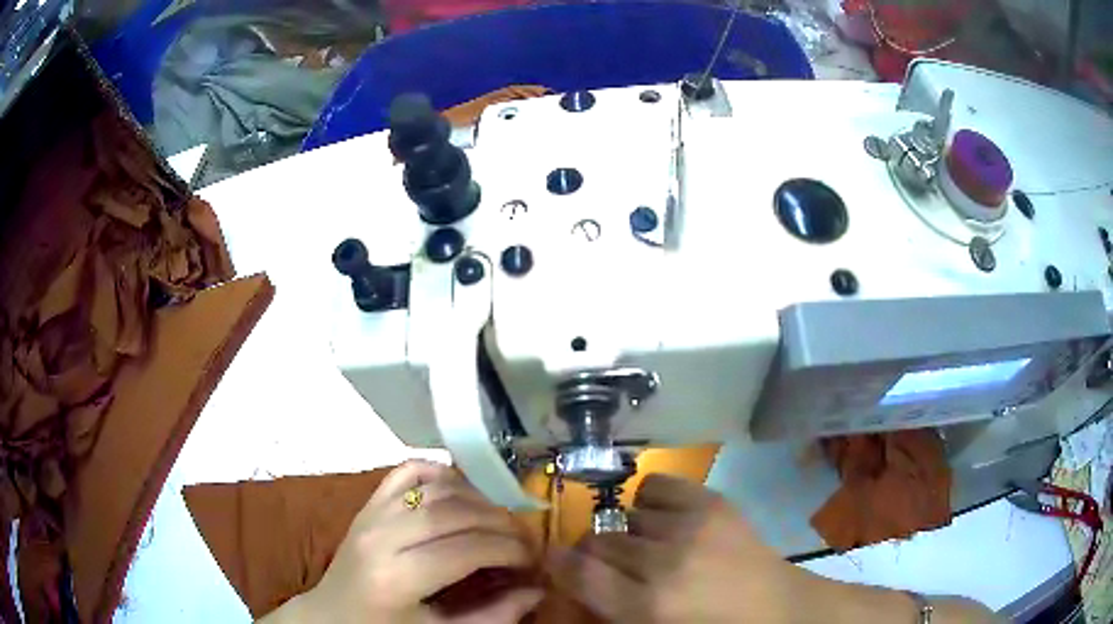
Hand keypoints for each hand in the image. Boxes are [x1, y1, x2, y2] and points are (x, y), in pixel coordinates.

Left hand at [267, 460, 541, 623]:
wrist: (331, 616)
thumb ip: (493, 616)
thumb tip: (537, 589)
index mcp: (397, 577)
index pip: (468, 548)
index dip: (511, 550)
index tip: (534, 560)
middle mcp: (381, 536)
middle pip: (455, 512)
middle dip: (502, 523)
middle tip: (525, 540)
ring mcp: (370, 514)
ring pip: (435, 487)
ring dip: (479, 498)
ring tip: (501, 521)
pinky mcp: (367, 504)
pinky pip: (406, 472)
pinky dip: (440, 473)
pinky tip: (462, 491)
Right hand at [549, 473, 811, 622]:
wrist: (777, 609)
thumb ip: (609, 609)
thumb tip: (572, 577)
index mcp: (648, 606)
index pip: (578, 572)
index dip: (558, 564)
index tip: (556, 561)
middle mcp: (665, 562)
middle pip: (600, 541)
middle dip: (595, 553)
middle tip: (612, 565)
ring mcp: (692, 526)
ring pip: (627, 516)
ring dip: (629, 533)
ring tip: (649, 547)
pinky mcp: (714, 502)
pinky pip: (658, 485)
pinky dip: (651, 500)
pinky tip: (665, 518)